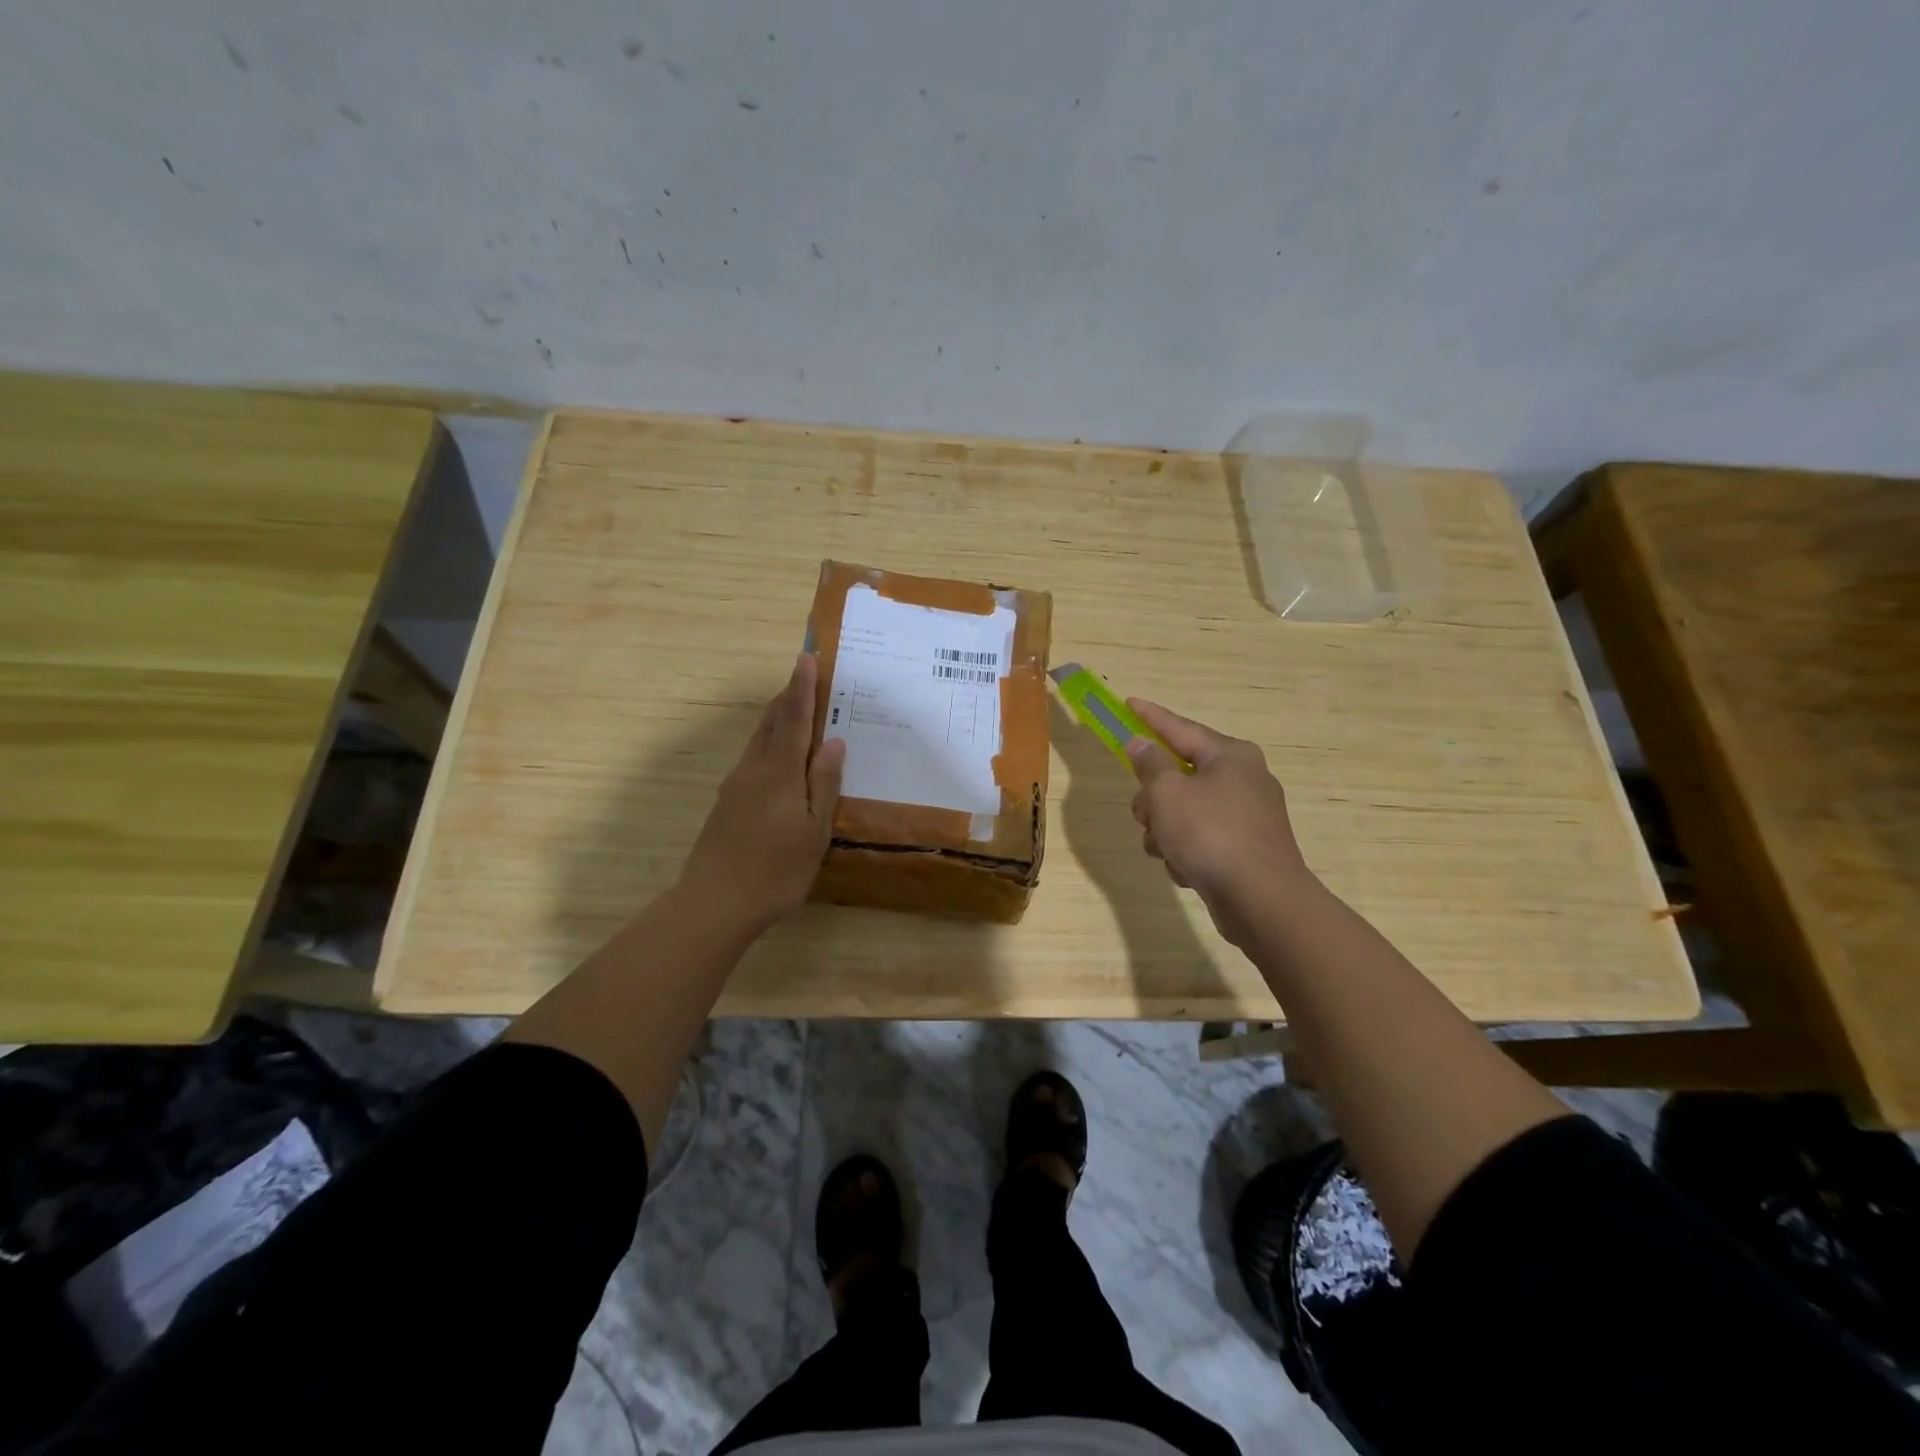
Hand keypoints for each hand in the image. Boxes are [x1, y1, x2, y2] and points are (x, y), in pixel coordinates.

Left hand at [680, 653, 845, 932]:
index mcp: (779, 772)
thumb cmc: (776, 868)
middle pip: (770, 722)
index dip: (800, 687)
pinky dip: (769, 743)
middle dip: (787, 697)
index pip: (793, 718)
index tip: (805, 657)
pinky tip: (779, 758)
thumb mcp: (813, 830)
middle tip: (804, 676)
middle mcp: (753, 769)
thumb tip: (833, 741)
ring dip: (776, 718)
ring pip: (758, 740)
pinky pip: (753, 759)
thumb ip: (824, 783)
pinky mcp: (727, 803)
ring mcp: (736, 786)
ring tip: (794, 709)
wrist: (715, 903)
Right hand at [1125, 700, 1313, 948]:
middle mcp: (1243, 779)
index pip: (1180, 728)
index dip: (1150, 718)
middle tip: (1145, 814)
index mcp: (1230, 755)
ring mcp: (1247, 816)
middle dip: (1154, 798)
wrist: (1260, 899)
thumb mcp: (1167, 793)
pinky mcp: (1246, 849)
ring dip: (1165, 830)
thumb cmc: (1210, 834)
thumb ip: (1150, 765)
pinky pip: (1201, 839)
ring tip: (1166, 850)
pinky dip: (1186, 851)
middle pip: (1179, 776)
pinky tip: (1186, 869)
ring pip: (1185, 811)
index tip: (1128, 704)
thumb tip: (1141, 745)